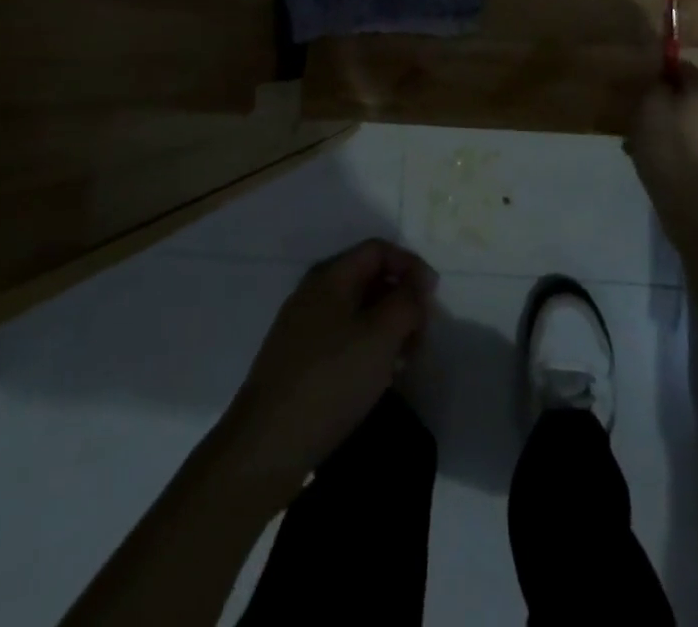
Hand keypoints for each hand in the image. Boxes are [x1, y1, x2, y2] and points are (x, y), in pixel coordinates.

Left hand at [217, 239, 436, 501]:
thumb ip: (407, 302)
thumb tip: (418, 284)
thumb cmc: (330, 380)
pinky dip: (368, 347)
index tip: (433, 298)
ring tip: (406, 360)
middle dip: (402, 300)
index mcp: (331, 276)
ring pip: (358, 311)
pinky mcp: (299, 360)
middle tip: (422, 334)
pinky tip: (379, 377)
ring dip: (388, 327)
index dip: (411, 265)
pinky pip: (343, 337)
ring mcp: (303, 327)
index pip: (378, 250)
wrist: (265, 447)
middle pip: (369, 278)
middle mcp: (314, 293)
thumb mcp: (381, 335)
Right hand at [625, 63, 697, 191]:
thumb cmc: (668, 145)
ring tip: (643, 143)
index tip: (638, 88)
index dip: (657, 74)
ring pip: (690, 121)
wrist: (694, 202)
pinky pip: (695, 144)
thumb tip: (661, 81)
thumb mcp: (649, 104)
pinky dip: (678, 148)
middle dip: (663, 103)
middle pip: (687, 95)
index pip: (680, 66)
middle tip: (637, 117)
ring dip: (669, 127)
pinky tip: (659, 162)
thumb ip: (655, 84)